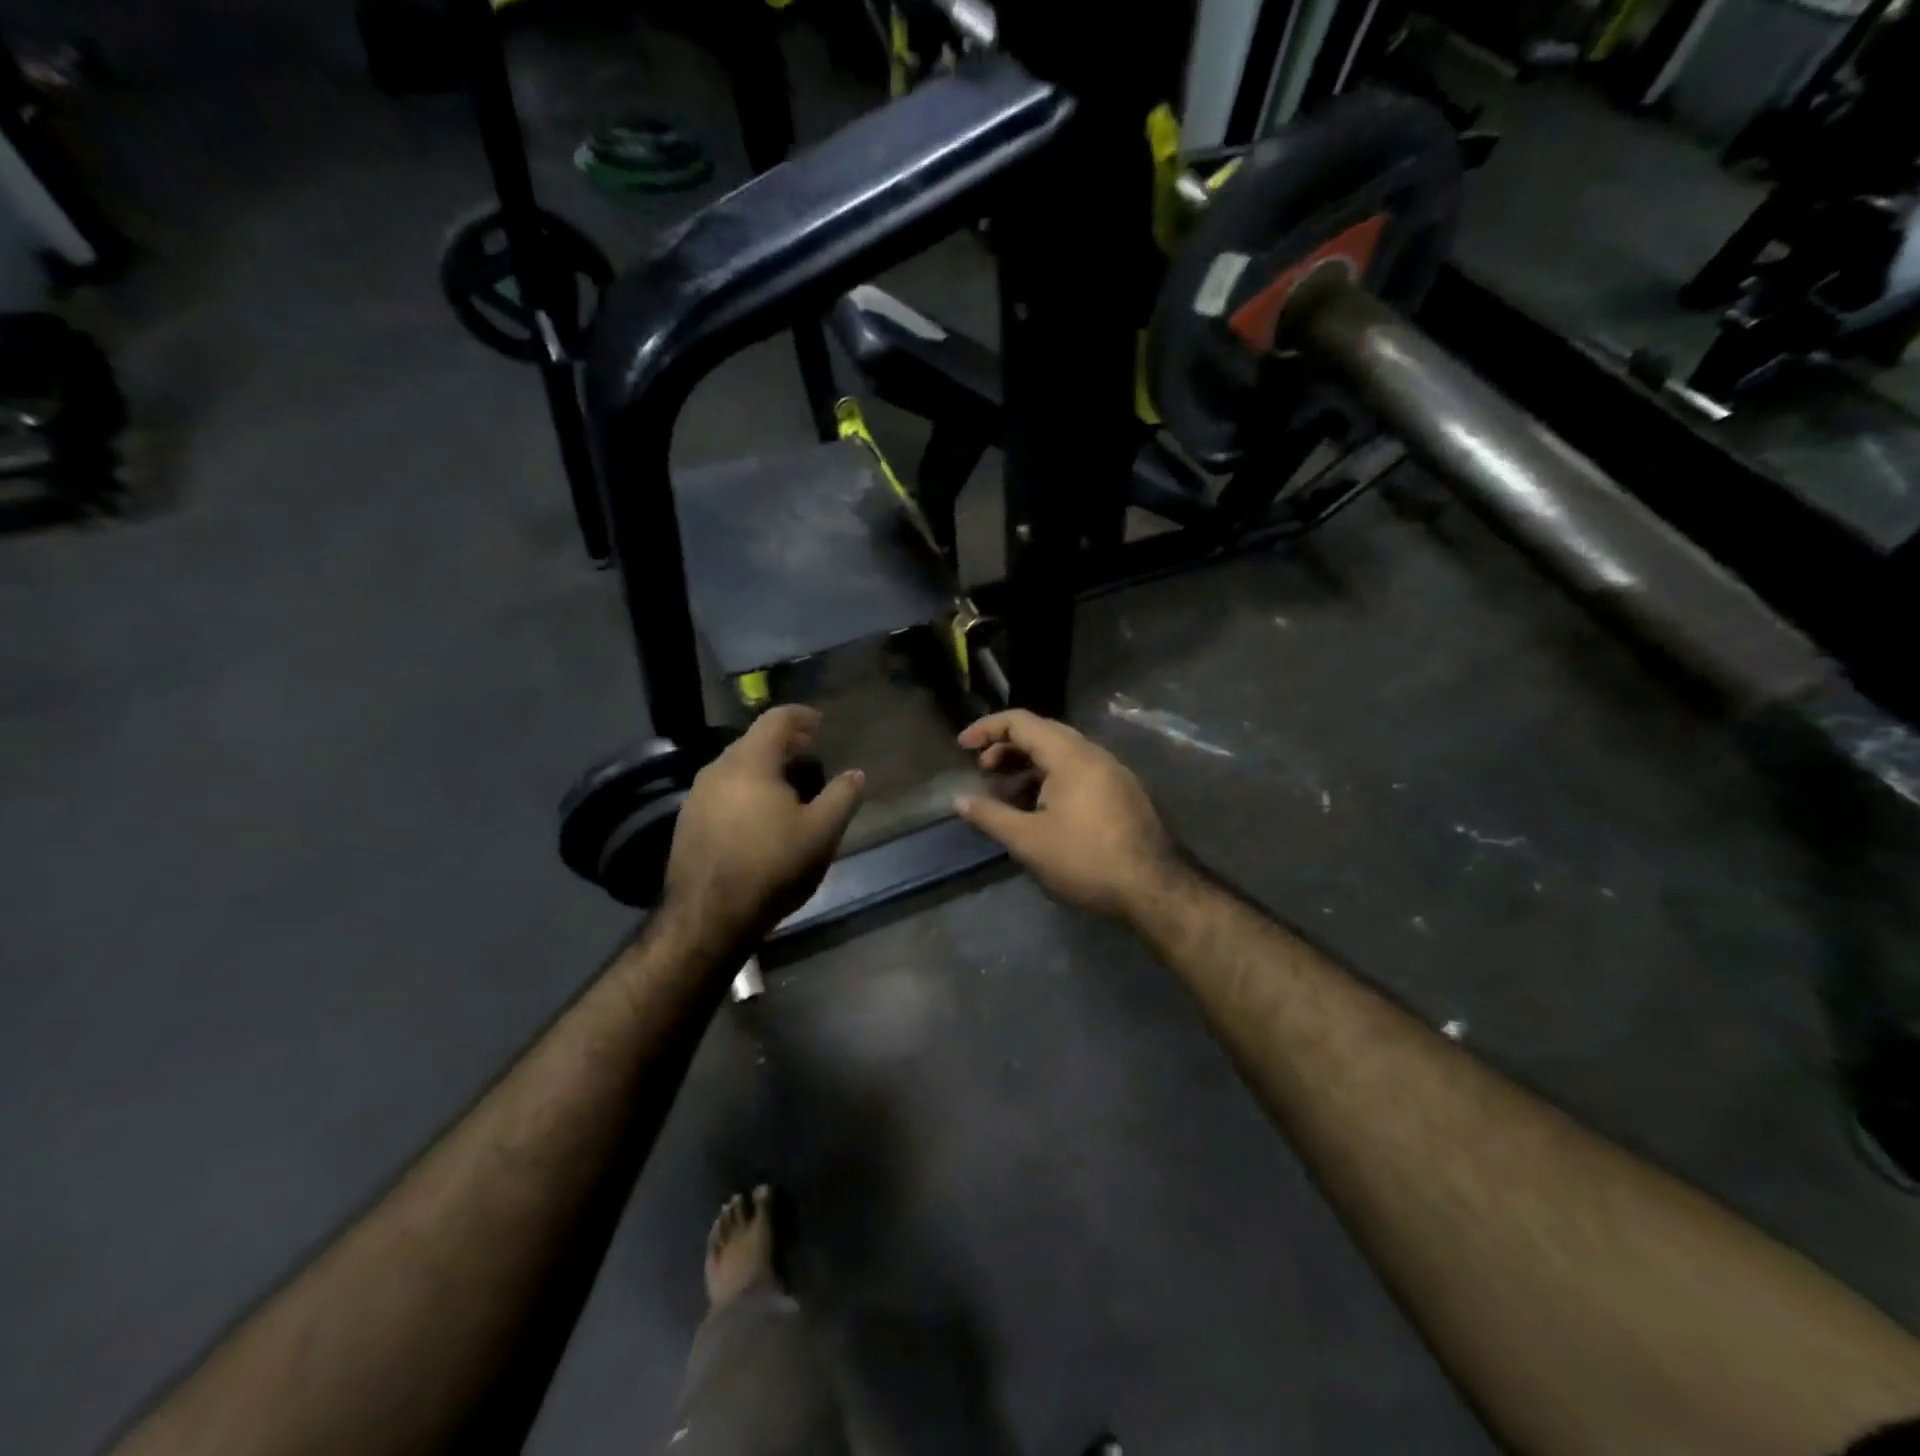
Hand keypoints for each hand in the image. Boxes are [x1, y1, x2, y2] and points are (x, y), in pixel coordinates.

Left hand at [663, 706, 864, 944]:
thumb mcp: (821, 833)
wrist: (707, 917)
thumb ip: (842, 797)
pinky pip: (722, 791)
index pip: (776, 719)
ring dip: (765, 770)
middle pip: (754, 741)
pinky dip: (746, 791)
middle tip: (811, 758)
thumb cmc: (771, 867)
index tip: (821, 724)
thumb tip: (856, 774)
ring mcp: (696, 796)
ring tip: (790, 791)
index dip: (802, 716)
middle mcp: (717, 769)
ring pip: (736, 768)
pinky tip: (760, 818)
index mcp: (749, 762)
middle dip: (785, 745)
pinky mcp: (686, 822)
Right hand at [953, 710, 1182, 921]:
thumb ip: (990, 815)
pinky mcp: (1122, 793)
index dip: (987, 729)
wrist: (1153, 889)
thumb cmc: (1085, 860)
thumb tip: (959, 800)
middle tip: (983, 770)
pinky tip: (1039, 809)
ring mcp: (1112, 772)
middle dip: (1007, 747)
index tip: (962, 747)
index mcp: (1070, 755)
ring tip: (1006, 793)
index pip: (1021, 722)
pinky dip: (1050, 778)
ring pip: (1062, 754)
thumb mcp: (1028, 840)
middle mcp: (1093, 754)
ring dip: (1029, 765)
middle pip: (1043, 733)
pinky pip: (1078, 771)